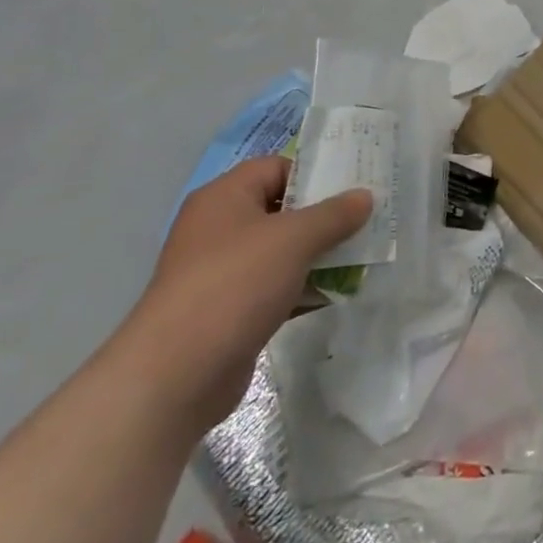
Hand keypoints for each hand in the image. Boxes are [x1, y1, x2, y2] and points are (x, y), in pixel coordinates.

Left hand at [119, 156, 372, 437]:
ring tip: (362, 255)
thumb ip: (334, 214)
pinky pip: (276, 287)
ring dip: (318, 254)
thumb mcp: (294, 239)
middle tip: (366, 219)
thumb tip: (365, 196)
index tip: (354, 186)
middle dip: (324, 216)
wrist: (176, 375)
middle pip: (282, 209)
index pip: (277, 167)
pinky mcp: (229, 311)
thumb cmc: (235, 284)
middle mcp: (219, 228)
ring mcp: (222, 272)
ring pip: (282, 251)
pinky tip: (337, 293)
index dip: (315, 173)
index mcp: (224, 197)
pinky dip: (304, 287)